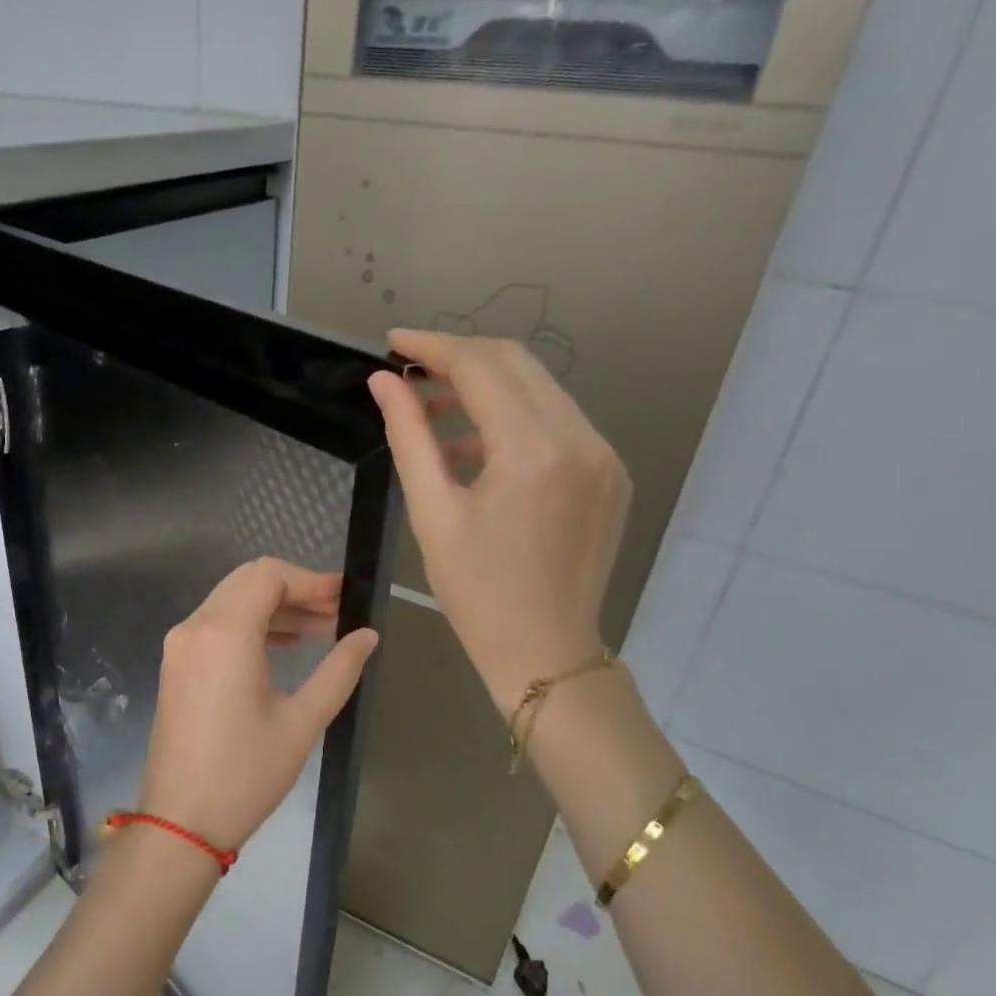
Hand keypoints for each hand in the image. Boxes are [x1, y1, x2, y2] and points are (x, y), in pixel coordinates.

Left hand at [139, 558, 379, 853]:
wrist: (181, 823)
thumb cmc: (246, 773)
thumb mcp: (302, 721)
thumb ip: (339, 669)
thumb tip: (368, 635)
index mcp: (224, 633)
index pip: (269, 576)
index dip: (311, 580)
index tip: (345, 598)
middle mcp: (195, 627)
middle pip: (248, 582)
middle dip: (295, 591)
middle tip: (336, 614)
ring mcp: (180, 646)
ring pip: (231, 602)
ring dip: (274, 609)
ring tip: (319, 632)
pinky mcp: (176, 666)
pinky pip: (216, 626)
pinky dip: (250, 626)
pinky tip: (283, 647)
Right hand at [368, 330, 630, 712]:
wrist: (545, 651)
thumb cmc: (476, 592)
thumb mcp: (432, 513)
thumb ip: (409, 436)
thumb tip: (384, 383)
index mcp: (533, 451)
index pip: (481, 367)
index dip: (432, 347)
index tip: (393, 343)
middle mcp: (580, 439)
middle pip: (516, 364)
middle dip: (459, 358)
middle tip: (411, 372)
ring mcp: (604, 454)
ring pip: (540, 389)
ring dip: (487, 388)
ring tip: (435, 414)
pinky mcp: (611, 472)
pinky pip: (558, 422)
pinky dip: (515, 419)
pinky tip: (477, 449)